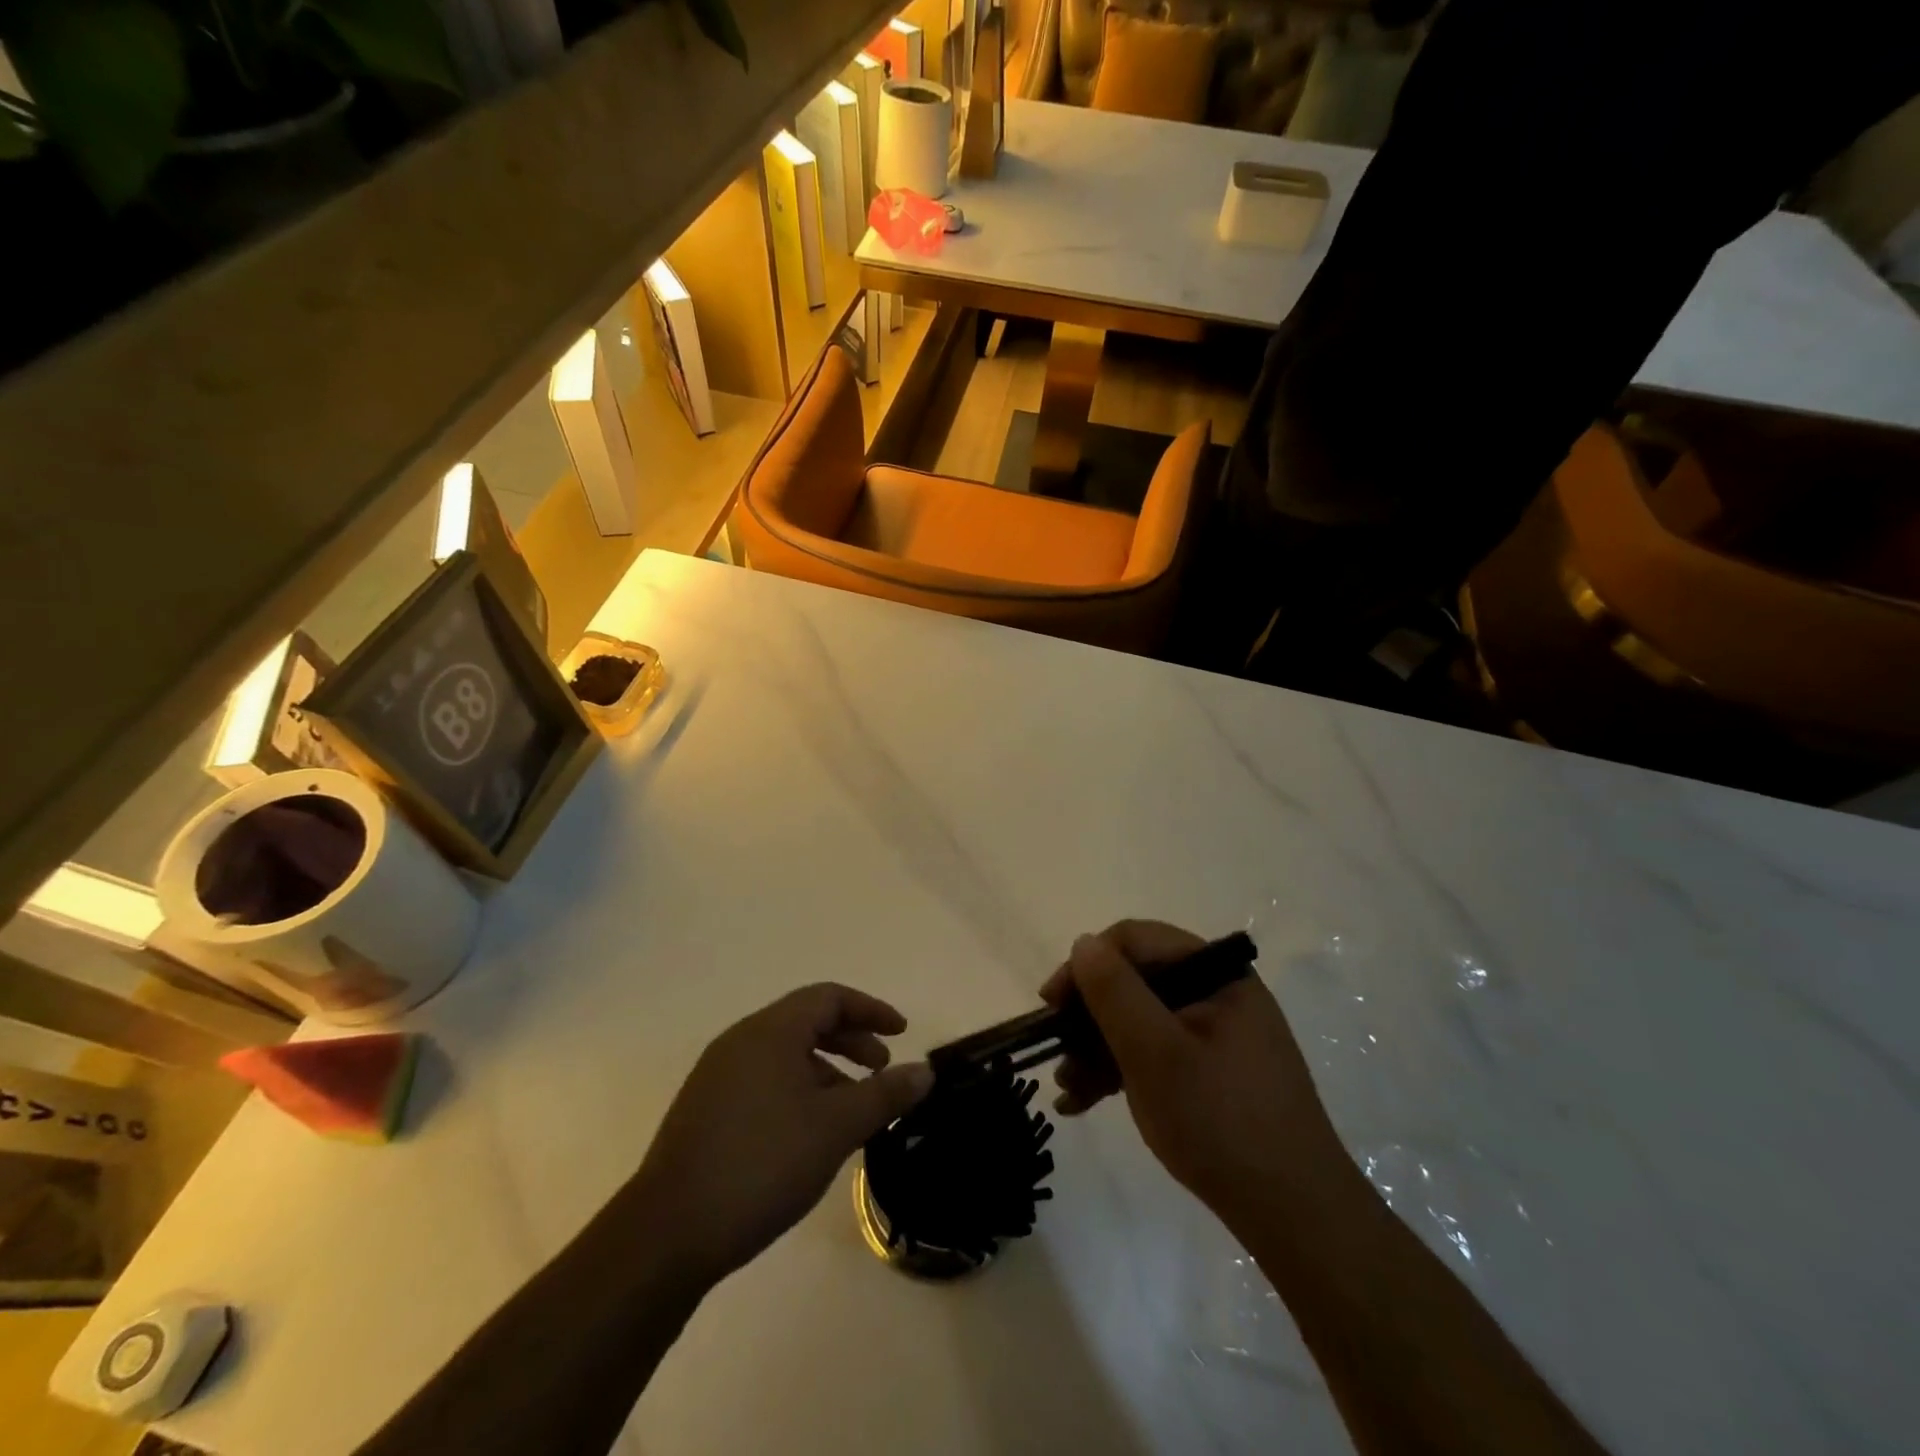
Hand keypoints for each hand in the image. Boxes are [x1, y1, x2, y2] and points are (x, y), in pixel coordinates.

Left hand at [625, 984, 931, 1290]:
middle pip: (807, 1021)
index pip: (829, 997)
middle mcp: (741, 1041)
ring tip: (851, 1110)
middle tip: (881, 1071)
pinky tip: (809, 1134)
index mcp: (770, 1031)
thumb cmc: (761, 1163)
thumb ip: (884, 1095)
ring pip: (785, 1054)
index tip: (901, 1034)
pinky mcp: (705, 1110)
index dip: (871, 1010)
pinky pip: (764, 1080)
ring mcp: (718, 1075)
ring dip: (826, 1070)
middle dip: (851, 1040)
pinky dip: (798, 1089)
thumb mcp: (835, 1127)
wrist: (668, 1233)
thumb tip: (925, 1072)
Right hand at [1042, 921, 1349, 1233]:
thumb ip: (1114, 992)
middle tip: (1056, 1054)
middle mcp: (1218, 993)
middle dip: (1088, 1017)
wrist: (1296, 1217)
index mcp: (1215, 973)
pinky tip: (1086, 1101)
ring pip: (1141, 1021)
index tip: (1052, 1005)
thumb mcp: (1154, 1052)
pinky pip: (1157, 1053)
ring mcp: (1217, 1034)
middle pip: (1136, 981)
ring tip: (1067, 1089)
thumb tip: (1083, 943)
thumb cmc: (1220, 1121)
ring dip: (1097, 1048)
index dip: (1087, 966)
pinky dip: (1121, 1070)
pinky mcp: (1214, 1071)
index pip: (1135, 941)